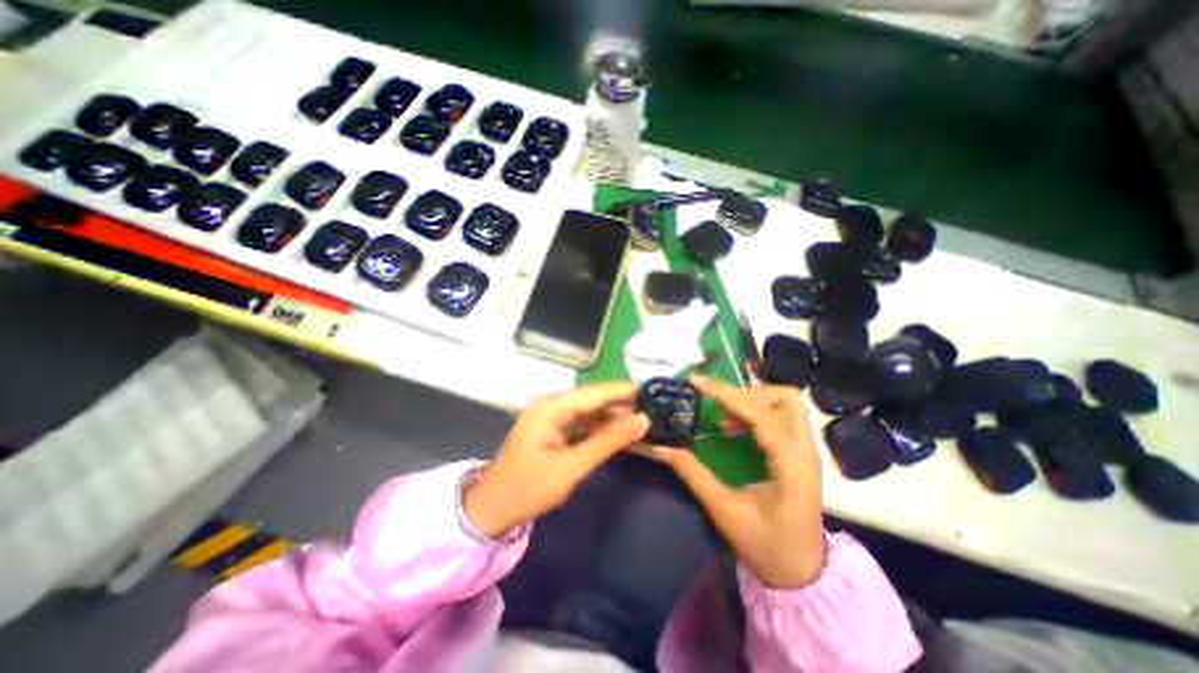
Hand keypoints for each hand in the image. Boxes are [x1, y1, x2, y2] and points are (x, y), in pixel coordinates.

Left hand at [460, 383, 647, 535]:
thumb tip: (643, 420)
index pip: (595, 392)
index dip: (624, 391)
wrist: (494, 510)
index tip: (653, 391)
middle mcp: (553, 405)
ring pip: (591, 411)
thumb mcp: (572, 466)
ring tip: (645, 419)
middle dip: (622, 404)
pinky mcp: (556, 430)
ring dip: (615, 416)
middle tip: (654, 408)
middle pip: (594, 399)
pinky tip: (622, 432)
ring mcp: (553, 417)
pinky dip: (603, 428)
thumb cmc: (529, 488)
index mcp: (552, 406)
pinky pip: (584, 424)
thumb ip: (608, 441)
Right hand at [651, 373, 829, 587]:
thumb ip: (694, 474)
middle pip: (786, 398)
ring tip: (723, 412)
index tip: (697, 381)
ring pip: (787, 403)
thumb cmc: (767, 547)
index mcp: (791, 466)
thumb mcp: (725, 511)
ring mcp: (807, 451)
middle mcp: (805, 451)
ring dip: (754, 399)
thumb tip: (662, 447)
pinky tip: (733, 426)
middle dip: (748, 392)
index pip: (761, 415)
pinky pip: (782, 417)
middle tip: (716, 400)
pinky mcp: (800, 454)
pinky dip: (757, 411)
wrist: (803, 574)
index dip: (727, 394)